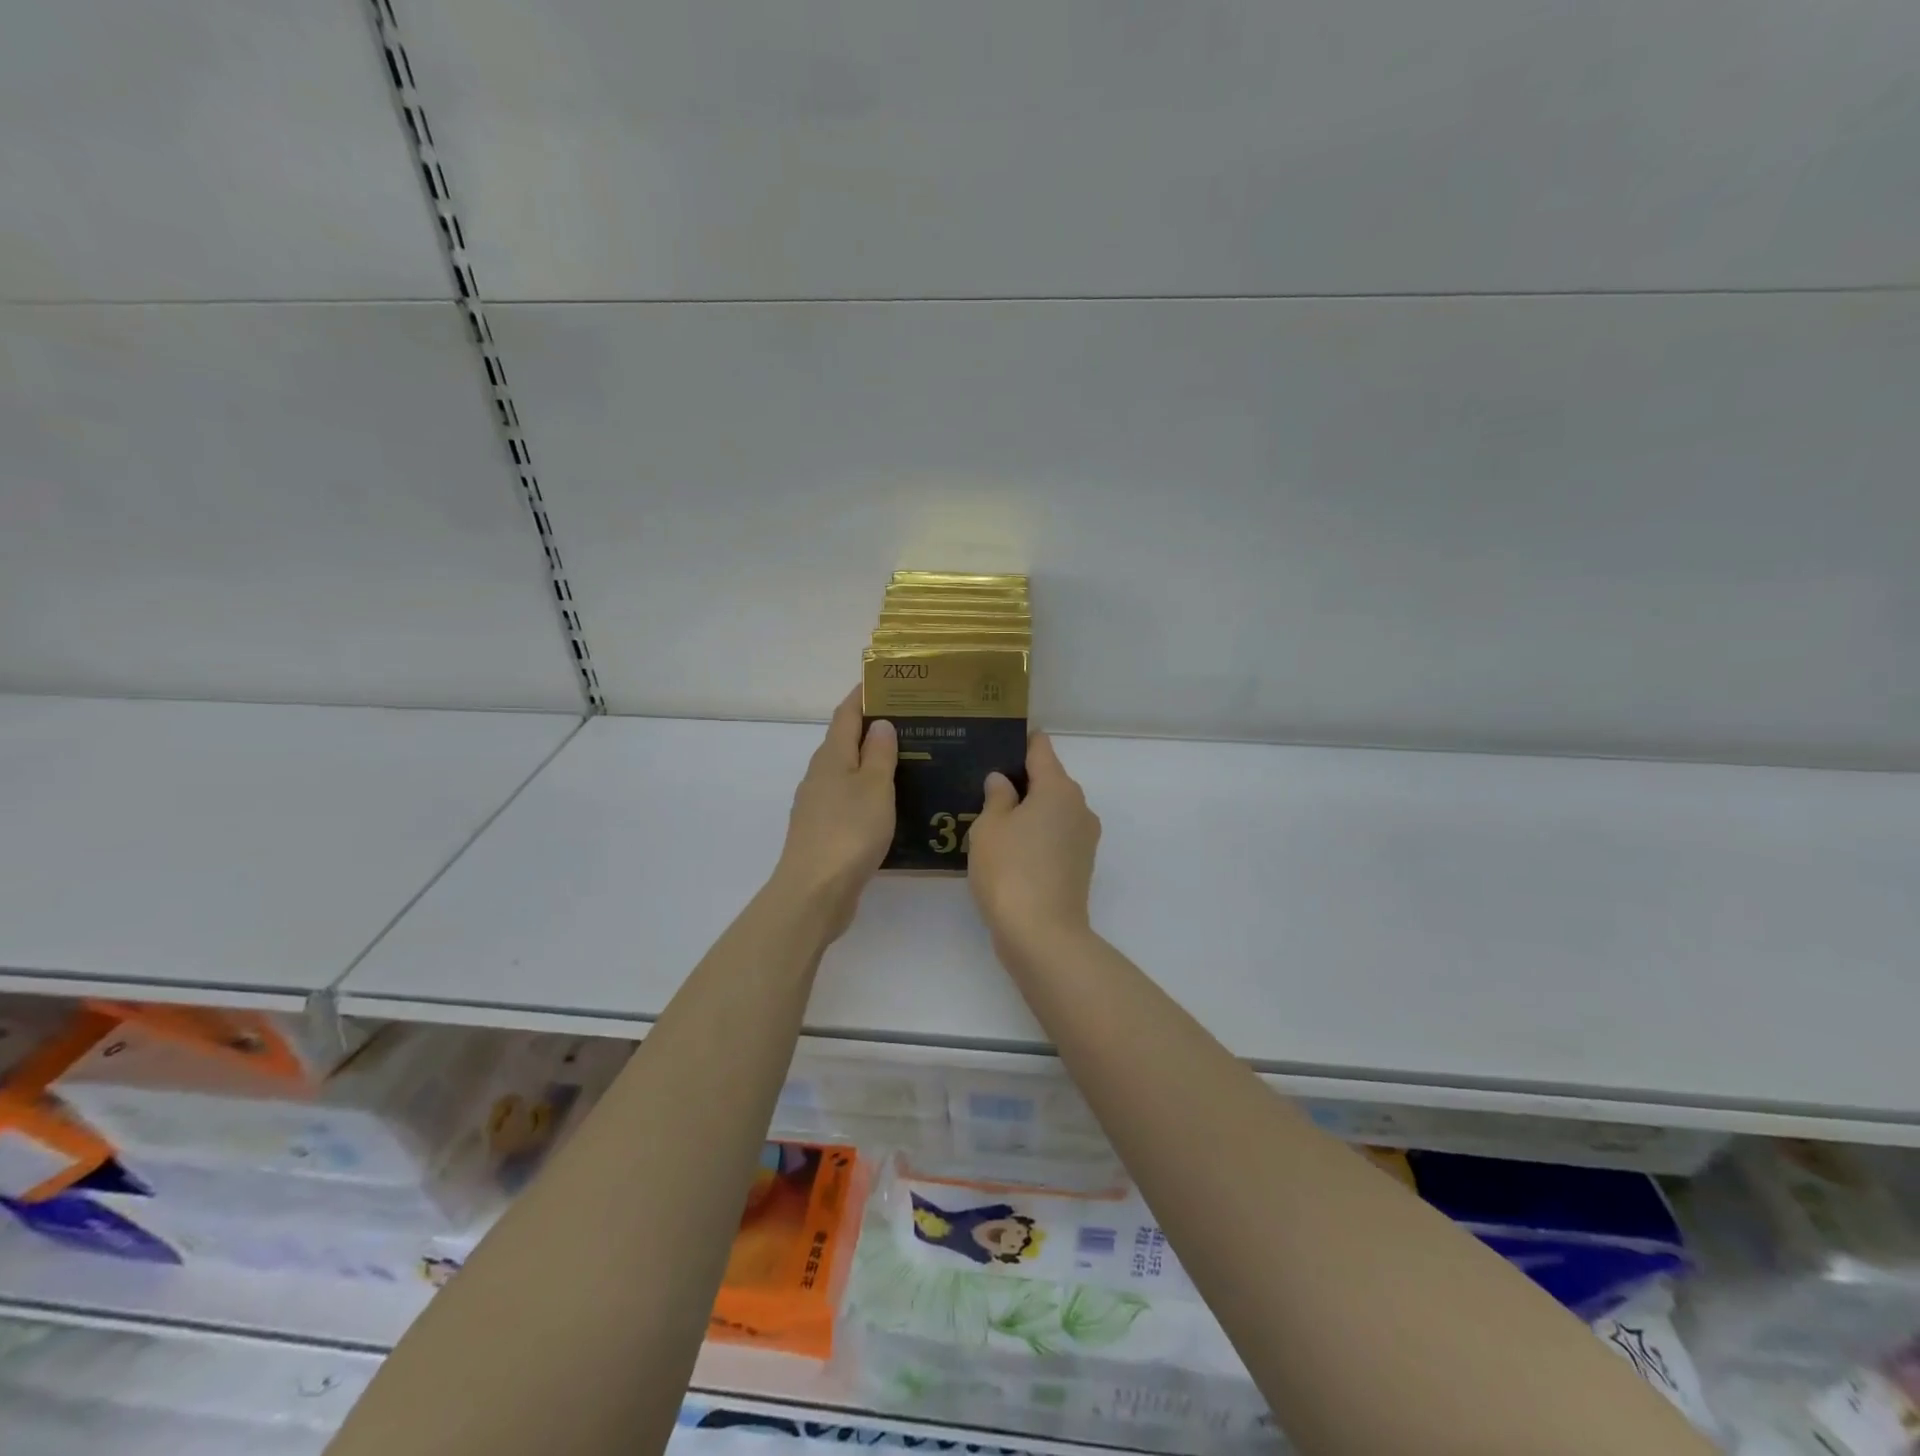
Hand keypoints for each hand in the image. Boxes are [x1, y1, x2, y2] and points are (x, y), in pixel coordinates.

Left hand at [771, 687, 897, 940]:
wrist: (815, 891)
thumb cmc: (849, 831)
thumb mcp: (874, 787)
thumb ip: (879, 753)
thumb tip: (880, 723)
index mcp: (832, 757)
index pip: (846, 714)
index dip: (863, 696)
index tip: (886, 682)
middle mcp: (820, 775)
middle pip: (844, 741)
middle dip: (872, 729)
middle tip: (910, 722)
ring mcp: (818, 804)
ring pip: (847, 772)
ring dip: (871, 762)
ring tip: (906, 759)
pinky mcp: (823, 830)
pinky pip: (848, 799)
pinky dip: (867, 792)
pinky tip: (888, 803)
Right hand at [967, 732, 1099, 954]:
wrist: (1042, 934)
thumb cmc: (1010, 870)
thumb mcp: (989, 827)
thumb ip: (996, 797)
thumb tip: (1002, 781)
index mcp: (1058, 788)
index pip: (1040, 749)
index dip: (1019, 742)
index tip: (997, 740)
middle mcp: (1079, 806)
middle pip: (1049, 780)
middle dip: (1020, 781)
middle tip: (983, 785)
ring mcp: (1084, 838)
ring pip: (1053, 811)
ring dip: (1028, 811)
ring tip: (991, 819)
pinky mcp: (1081, 865)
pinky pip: (1055, 836)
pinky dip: (1036, 835)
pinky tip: (1009, 849)